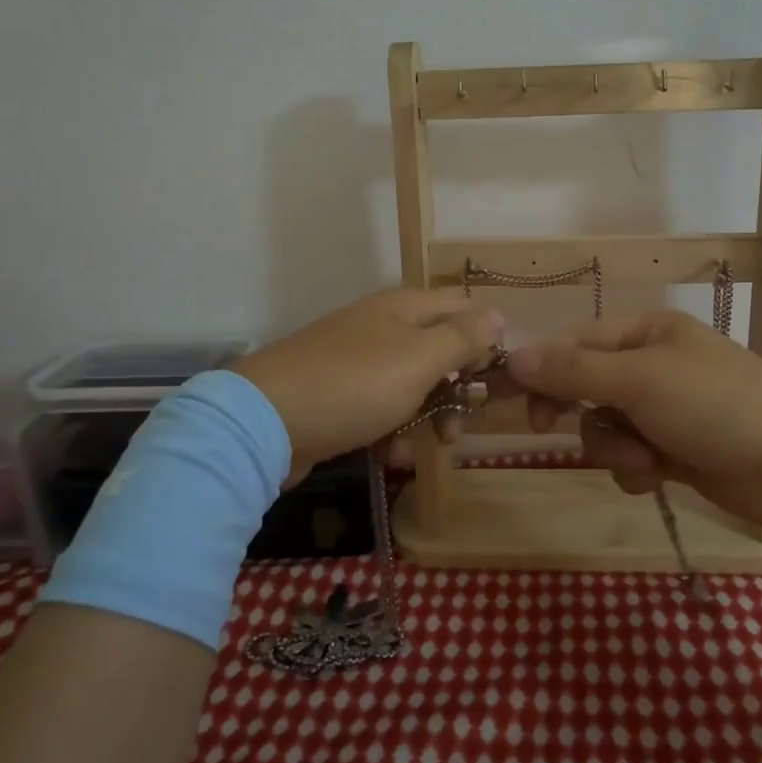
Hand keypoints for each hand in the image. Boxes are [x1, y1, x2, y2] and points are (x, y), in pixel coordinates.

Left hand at [231, 288, 504, 484]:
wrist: (264, 423)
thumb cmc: (354, 385)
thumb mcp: (419, 360)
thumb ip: (462, 337)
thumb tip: (498, 314)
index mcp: (405, 307)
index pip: (464, 307)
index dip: (486, 339)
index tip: (495, 379)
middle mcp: (383, 326)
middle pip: (440, 348)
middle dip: (458, 387)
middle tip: (462, 424)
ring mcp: (358, 359)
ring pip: (413, 382)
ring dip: (429, 414)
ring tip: (431, 446)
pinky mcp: (339, 393)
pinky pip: (381, 406)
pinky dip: (393, 429)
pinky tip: (392, 454)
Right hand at [504, 311, 761, 529]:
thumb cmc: (715, 405)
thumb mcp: (639, 380)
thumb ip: (574, 370)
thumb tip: (515, 356)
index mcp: (647, 333)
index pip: (576, 342)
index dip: (542, 369)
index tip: (514, 399)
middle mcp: (653, 366)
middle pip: (586, 387)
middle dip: (582, 413)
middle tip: (548, 428)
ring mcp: (666, 411)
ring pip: (606, 428)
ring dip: (614, 448)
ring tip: (645, 460)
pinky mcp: (677, 451)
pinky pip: (631, 458)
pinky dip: (637, 470)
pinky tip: (659, 477)